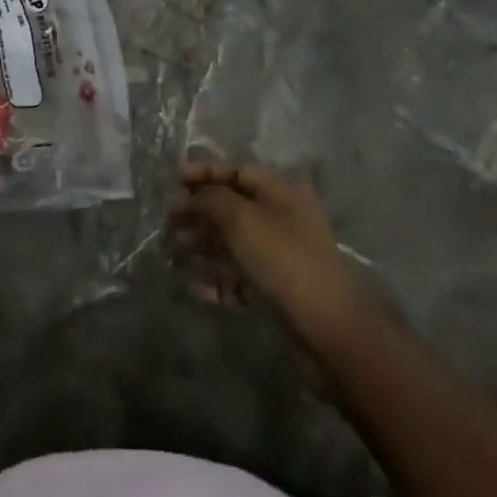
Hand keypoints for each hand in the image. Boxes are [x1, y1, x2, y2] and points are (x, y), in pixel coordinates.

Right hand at [171, 160, 368, 341]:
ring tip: (175, 252)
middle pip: (232, 205)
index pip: (236, 170)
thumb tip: (192, 195)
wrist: (328, 327)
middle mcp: (281, 216)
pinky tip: (194, 286)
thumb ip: (211, 199)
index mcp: (280, 190)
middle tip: (169, 222)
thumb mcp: (241, 218)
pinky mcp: (277, 288)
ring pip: (233, 241)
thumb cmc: (283, 258)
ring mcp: (280, 254)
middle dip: (199, 211)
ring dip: (203, 244)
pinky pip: (240, 275)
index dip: (204, 171)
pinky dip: (217, 277)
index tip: (174, 180)